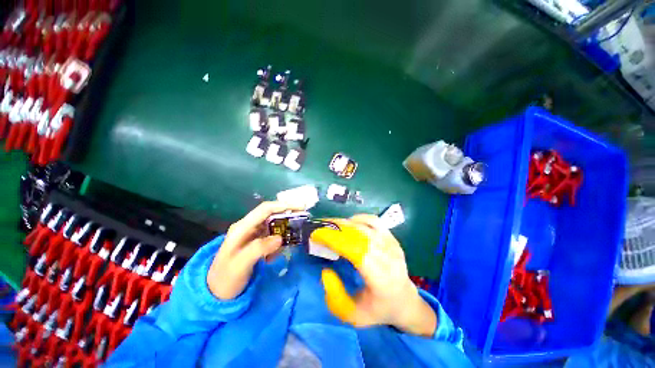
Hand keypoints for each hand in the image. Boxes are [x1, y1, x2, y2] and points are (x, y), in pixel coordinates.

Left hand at [207, 201, 301, 299]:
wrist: (216, 292)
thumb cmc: (226, 278)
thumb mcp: (241, 265)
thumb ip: (259, 249)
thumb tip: (280, 238)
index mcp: (242, 227)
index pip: (265, 209)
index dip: (283, 206)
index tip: (299, 208)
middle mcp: (248, 227)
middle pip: (271, 214)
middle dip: (287, 215)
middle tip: (302, 218)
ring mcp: (252, 234)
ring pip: (273, 225)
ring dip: (284, 229)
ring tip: (292, 238)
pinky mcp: (256, 242)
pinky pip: (272, 236)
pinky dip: (279, 241)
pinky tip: (276, 254)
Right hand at [310, 215, 436, 336]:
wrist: (405, 301)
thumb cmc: (378, 310)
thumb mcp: (353, 316)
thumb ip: (335, 297)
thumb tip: (325, 271)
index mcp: (381, 279)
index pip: (356, 251)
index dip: (335, 240)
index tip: (317, 235)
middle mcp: (389, 258)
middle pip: (360, 235)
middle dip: (336, 228)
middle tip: (320, 227)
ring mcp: (393, 245)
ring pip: (366, 225)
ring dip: (345, 223)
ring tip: (331, 225)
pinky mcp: (393, 238)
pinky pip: (374, 221)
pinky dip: (359, 219)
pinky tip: (349, 224)